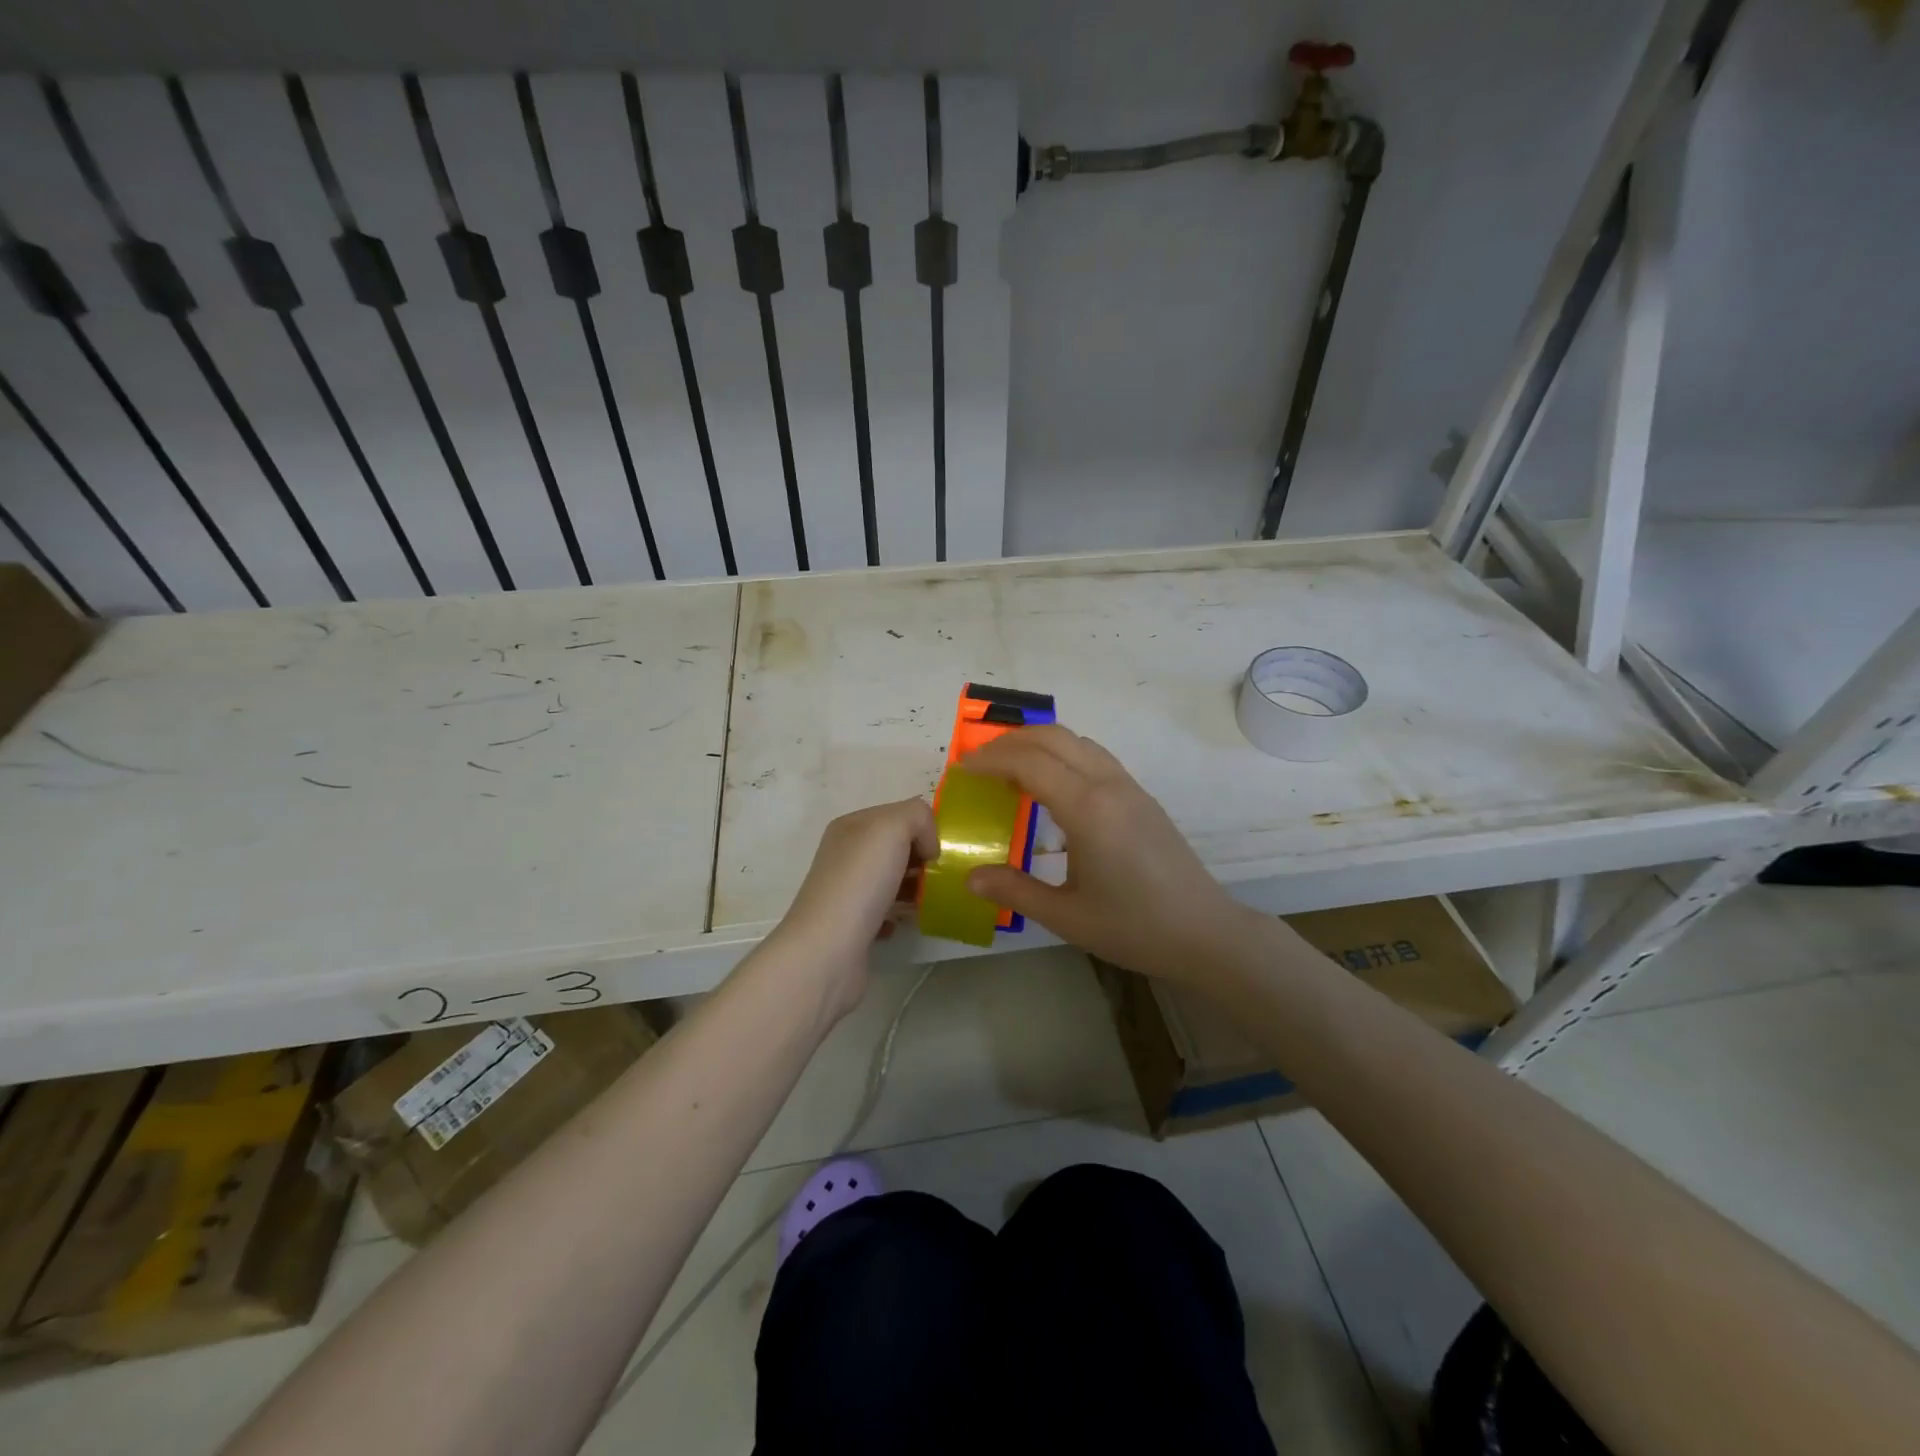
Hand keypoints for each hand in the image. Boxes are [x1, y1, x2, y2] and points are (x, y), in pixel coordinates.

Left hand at [770, 797, 938, 1017]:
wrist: (827, 950)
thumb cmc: (860, 881)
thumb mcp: (892, 828)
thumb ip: (917, 817)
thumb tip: (927, 845)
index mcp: (851, 826)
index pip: (898, 814)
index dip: (923, 828)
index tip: (939, 852)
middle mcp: (845, 854)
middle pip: (895, 847)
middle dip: (922, 858)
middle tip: (940, 876)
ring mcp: (846, 890)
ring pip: (891, 879)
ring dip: (914, 887)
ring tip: (929, 899)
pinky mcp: (851, 925)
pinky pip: (884, 911)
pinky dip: (898, 915)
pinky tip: (902, 923)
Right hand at [962, 725, 1254, 985]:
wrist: (1205, 933)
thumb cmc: (1134, 928)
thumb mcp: (1066, 916)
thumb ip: (1014, 891)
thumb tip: (970, 876)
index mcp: (1087, 809)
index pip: (1029, 762)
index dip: (991, 760)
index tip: (962, 769)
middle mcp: (1108, 785)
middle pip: (1053, 737)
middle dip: (1010, 741)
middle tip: (979, 763)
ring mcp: (1129, 787)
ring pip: (1077, 741)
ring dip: (1038, 743)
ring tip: (1009, 770)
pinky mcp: (1141, 796)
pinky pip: (1094, 756)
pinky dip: (1063, 754)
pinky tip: (1051, 786)